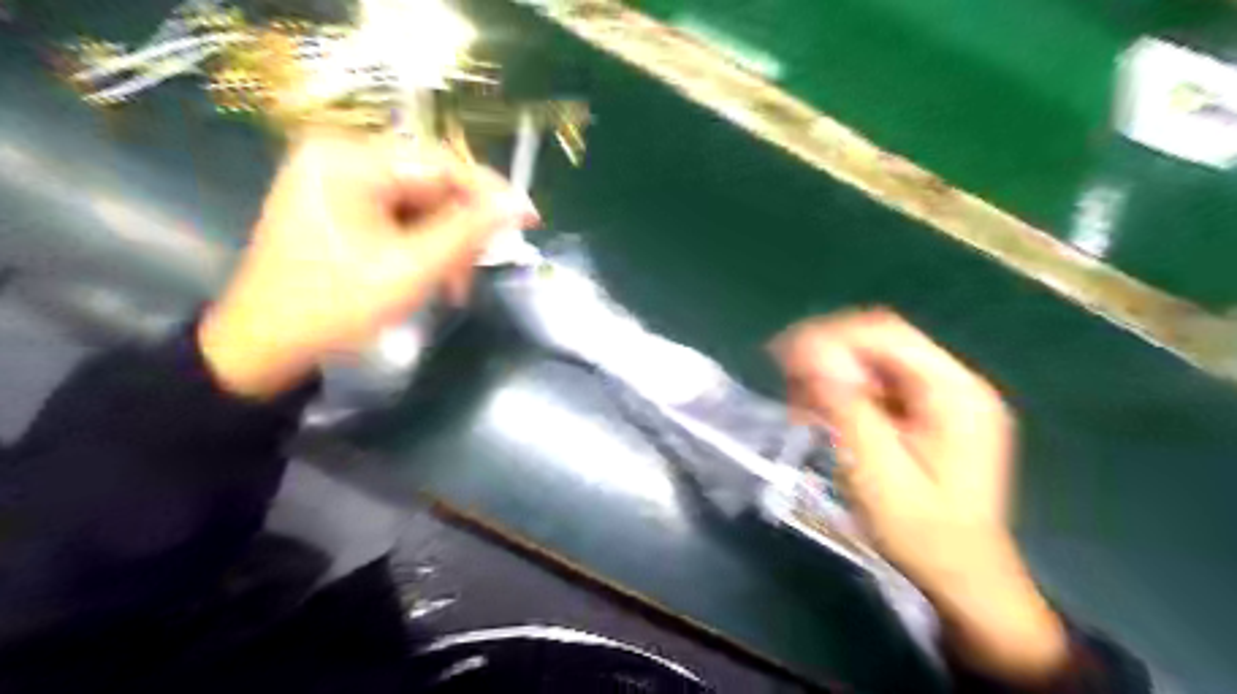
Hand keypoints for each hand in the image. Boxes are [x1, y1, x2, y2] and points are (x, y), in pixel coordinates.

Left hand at [198, 130, 537, 400]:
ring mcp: (333, 181)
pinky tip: (430, 276)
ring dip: (444, 245)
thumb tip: (518, 204)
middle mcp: (338, 157)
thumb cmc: (335, 306)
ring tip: (453, 287)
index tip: (530, 219)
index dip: (490, 193)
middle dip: (461, 230)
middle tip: (479, 270)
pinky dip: (420, 247)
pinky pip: (397, 217)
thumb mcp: (412, 269)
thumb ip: (469, 232)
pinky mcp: (335, 206)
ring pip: (417, 204)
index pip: (440, 163)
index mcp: (347, 160)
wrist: (264, 346)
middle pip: (429, 184)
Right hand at [771, 310, 1062, 688]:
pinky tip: (821, 416)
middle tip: (787, 385)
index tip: (783, 357)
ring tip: (800, 408)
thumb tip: (810, 350)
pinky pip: (878, 385)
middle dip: (827, 356)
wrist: (963, 580)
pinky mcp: (929, 413)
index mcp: (955, 393)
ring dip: (832, 376)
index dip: (829, 336)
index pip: (885, 334)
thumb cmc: (922, 535)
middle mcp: (954, 383)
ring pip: (874, 361)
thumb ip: (846, 407)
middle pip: (879, 342)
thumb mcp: (876, 472)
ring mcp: (943, 398)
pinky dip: (844, 394)